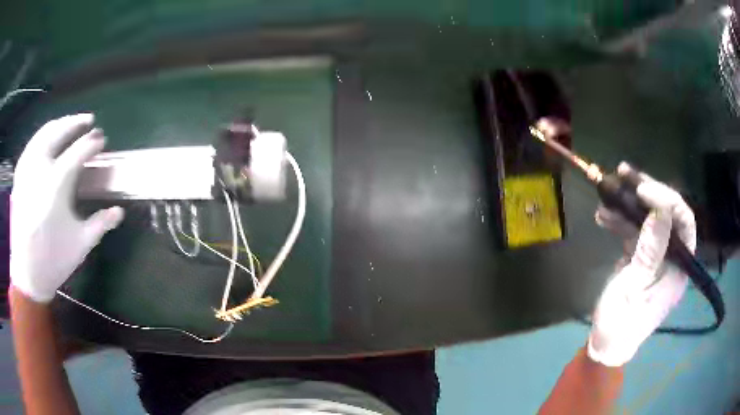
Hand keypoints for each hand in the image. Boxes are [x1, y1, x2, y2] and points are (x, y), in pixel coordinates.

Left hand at [10, 114, 123, 302]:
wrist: (27, 275)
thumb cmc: (53, 261)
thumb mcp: (80, 245)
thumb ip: (101, 224)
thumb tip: (120, 212)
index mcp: (56, 185)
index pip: (78, 151)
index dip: (93, 143)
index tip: (102, 140)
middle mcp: (40, 169)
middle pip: (60, 132)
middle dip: (76, 123)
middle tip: (89, 121)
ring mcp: (27, 170)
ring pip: (44, 133)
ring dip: (59, 124)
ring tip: (70, 124)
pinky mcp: (19, 176)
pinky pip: (32, 144)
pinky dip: (42, 135)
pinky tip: (48, 138)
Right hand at [587, 162, 695, 366]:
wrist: (605, 343)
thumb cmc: (620, 324)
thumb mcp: (634, 288)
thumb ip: (650, 251)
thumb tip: (660, 211)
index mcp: (679, 268)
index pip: (684, 223)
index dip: (667, 200)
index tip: (642, 189)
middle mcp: (673, 257)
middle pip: (667, 215)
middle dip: (647, 192)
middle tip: (625, 174)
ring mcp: (657, 256)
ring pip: (649, 219)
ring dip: (629, 204)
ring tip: (607, 192)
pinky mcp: (642, 257)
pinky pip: (635, 232)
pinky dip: (620, 221)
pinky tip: (604, 216)